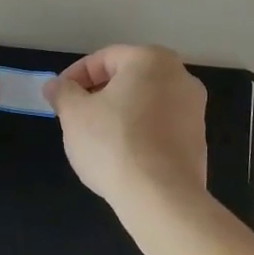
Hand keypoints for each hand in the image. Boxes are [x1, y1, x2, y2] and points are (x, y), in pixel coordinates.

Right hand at [45, 45, 206, 212]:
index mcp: (151, 60)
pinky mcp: (198, 140)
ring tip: (96, 139)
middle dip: (98, 94)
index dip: (75, 76)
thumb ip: (63, 93)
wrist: (160, 196)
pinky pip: (159, 127)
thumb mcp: (74, 115)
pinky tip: (121, 155)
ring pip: (145, 103)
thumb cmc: (113, 143)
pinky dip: (139, 133)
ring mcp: (195, 110)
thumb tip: (55, 85)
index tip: (59, 98)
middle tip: (74, 117)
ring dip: (119, 114)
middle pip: (128, 79)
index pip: (104, 58)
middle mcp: (180, 77)